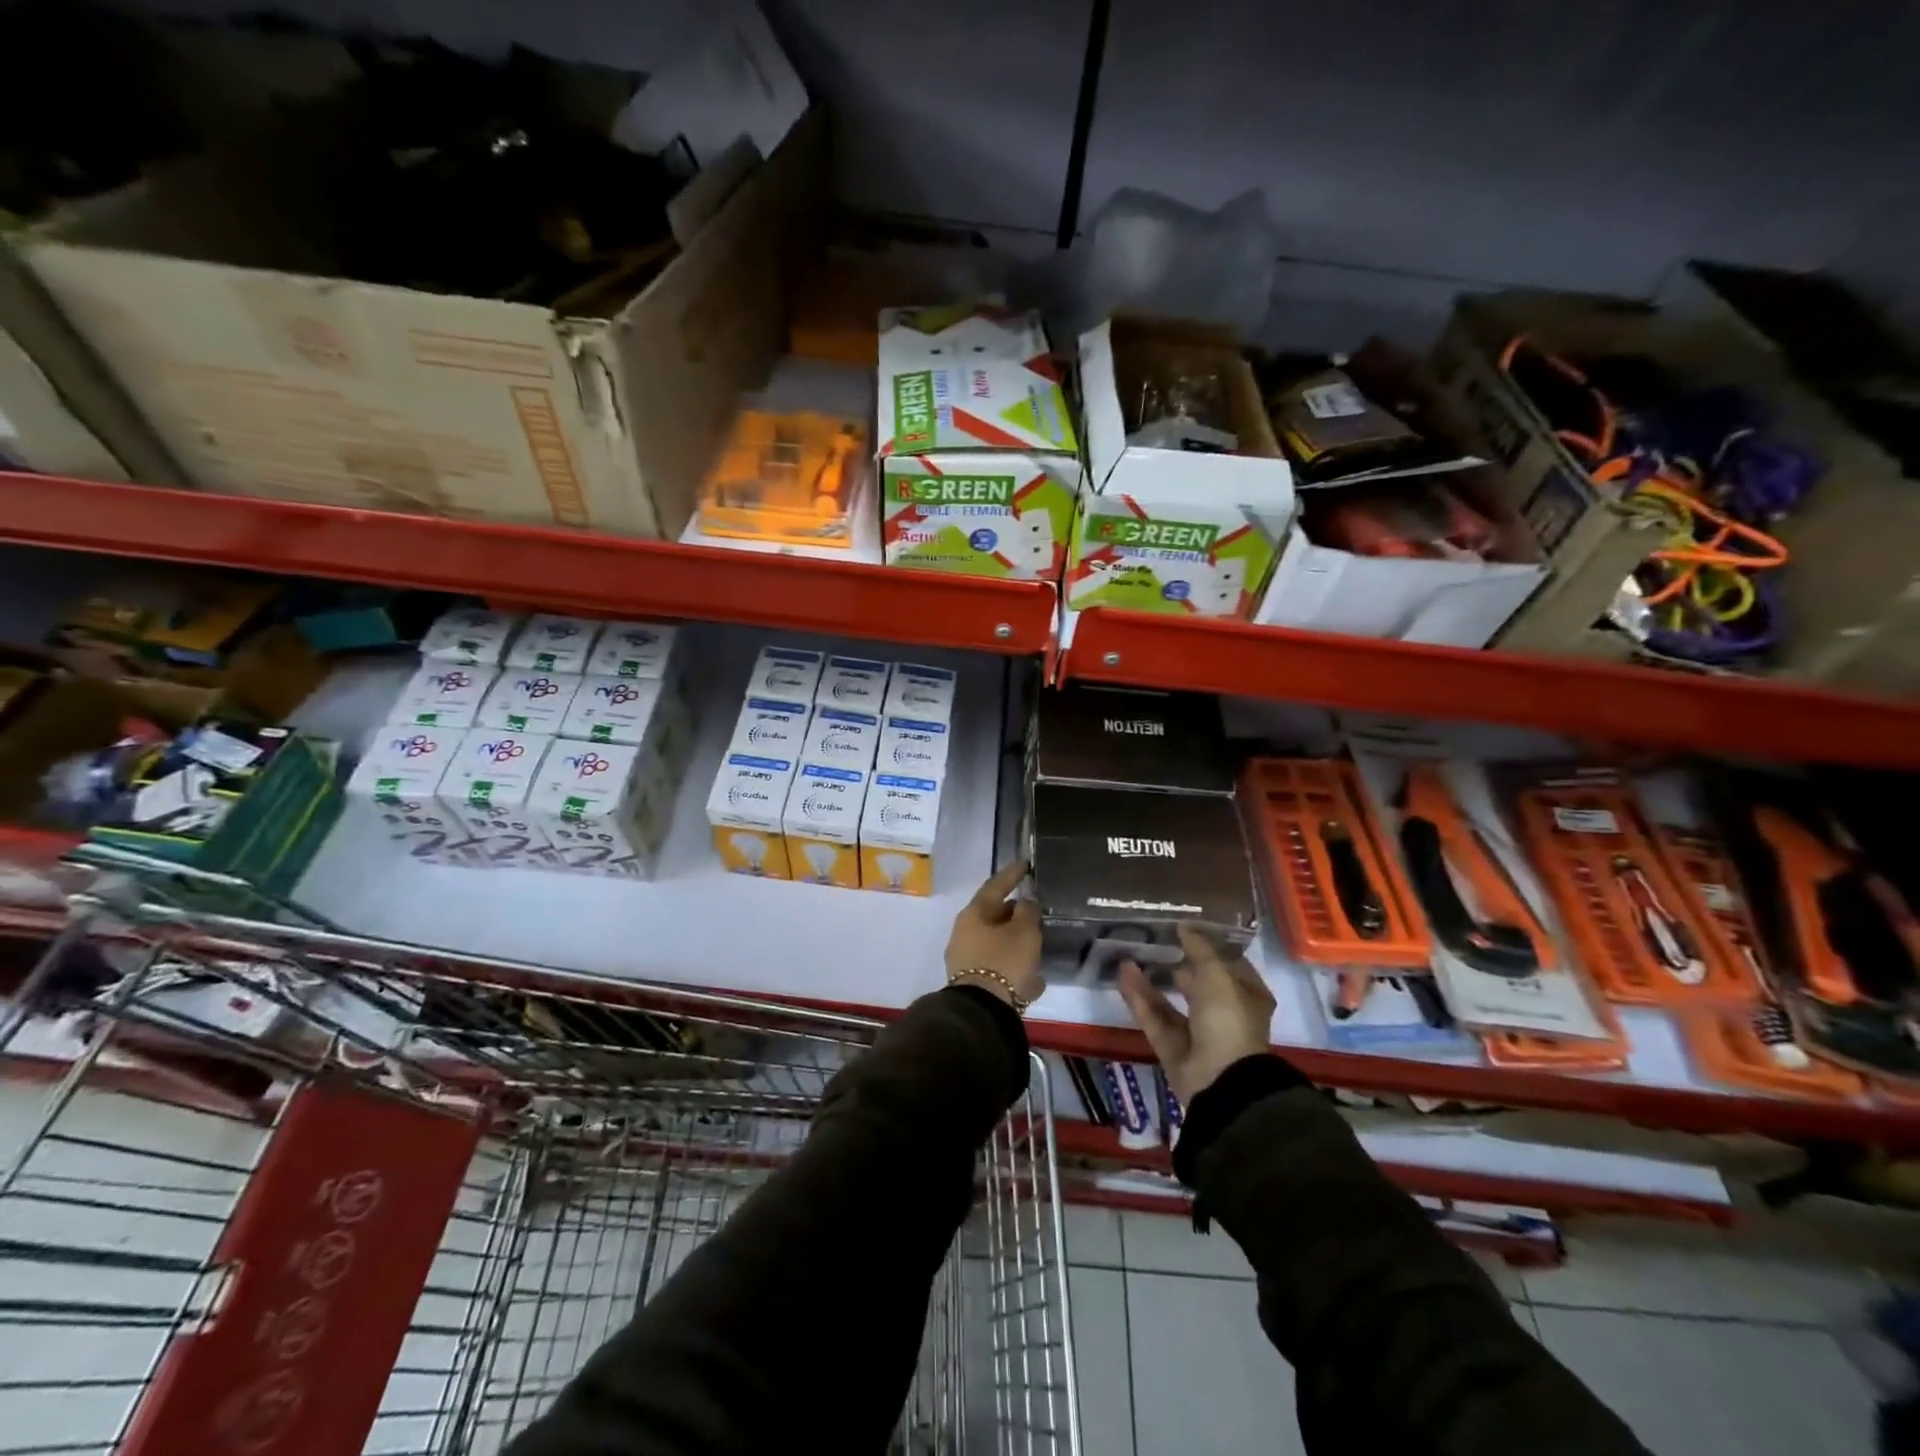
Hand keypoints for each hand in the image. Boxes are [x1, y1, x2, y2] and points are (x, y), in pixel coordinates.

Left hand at [945, 860, 1043, 1009]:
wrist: (983, 1011)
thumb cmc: (1004, 962)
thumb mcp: (1024, 932)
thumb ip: (1027, 911)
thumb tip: (1025, 901)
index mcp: (974, 914)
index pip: (995, 885)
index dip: (1012, 874)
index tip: (1026, 864)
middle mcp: (965, 932)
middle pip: (994, 915)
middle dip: (1016, 913)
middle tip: (1036, 911)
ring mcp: (966, 958)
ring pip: (997, 942)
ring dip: (1016, 943)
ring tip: (1038, 947)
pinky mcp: (973, 982)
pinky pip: (998, 966)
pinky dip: (1014, 967)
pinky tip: (1034, 980)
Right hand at [1118, 925, 1274, 1105]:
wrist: (1220, 1080)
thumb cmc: (1228, 1019)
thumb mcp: (1217, 974)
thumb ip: (1199, 948)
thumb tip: (1184, 925)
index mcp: (1247, 997)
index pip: (1230, 966)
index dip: (1210, 947)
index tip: (1186, 929)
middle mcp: (1225, 1015)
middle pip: (1199, 985)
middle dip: (1179, 965)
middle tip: (1155, 941)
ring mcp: (1198, 1034)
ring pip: (1171, 1001)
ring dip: (1152, 981)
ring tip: (1131, 954)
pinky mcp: (1173, 1048)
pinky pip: (1155, 1017)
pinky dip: (1139, 998)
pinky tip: (1124, 974)